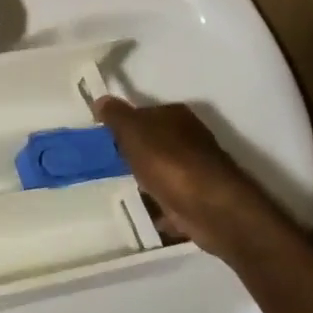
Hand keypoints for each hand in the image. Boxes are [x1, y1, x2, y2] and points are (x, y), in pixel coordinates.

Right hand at [92, 97, 271, 261]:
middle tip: (108, 165)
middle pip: (154, 142)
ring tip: (120, 189)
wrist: (211, 209)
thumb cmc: (169, 162)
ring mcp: (197, 169)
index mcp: (176, 115)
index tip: (104, 139)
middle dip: (134, 152)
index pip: (144, 113)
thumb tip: (101, 100)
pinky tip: (143, 212)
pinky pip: (171, 197)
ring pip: (162, 170)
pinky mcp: (199, 199)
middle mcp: (190, 138)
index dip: (124, 124)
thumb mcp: (134, 132)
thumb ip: (116, 116)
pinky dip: (159, 204)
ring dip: (146, 179)